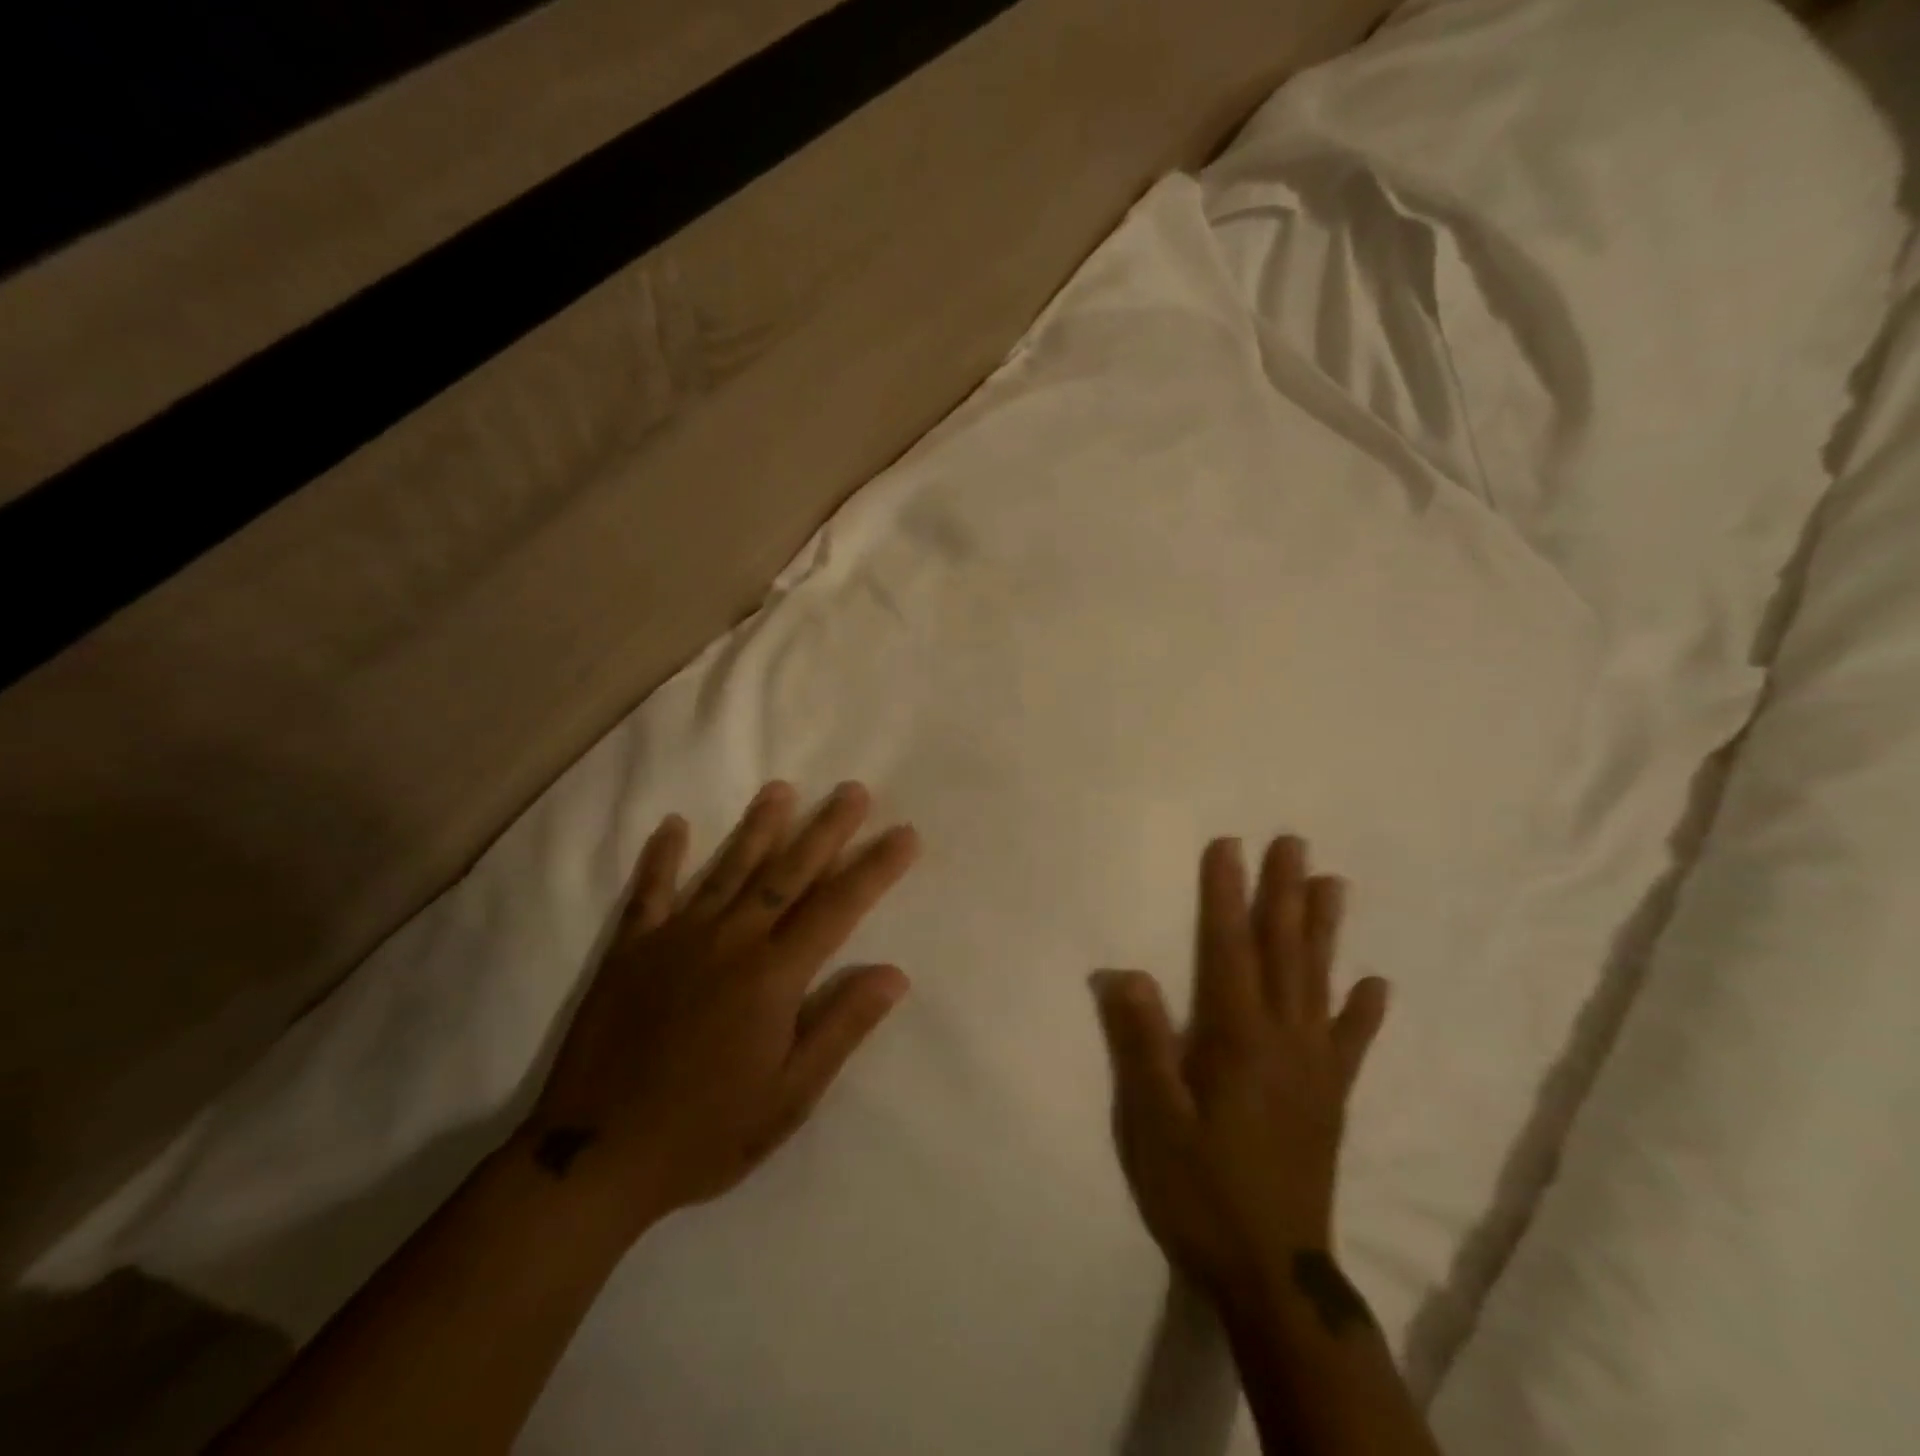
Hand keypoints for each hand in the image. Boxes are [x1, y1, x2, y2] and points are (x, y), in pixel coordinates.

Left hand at [524, 781, 918, 1244]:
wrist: (593, 1158)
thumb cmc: (706, 1133)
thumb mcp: (790, 1097)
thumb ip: (841, 1027)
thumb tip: (894, 974)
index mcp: (773, 975)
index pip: (838, 907)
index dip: (875, 868)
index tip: (905, 834)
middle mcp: (730, 941)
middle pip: (788, 872)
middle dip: (826, 829)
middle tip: (853, 791)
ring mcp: (676, 939)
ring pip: (728, 869)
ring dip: (758, 826)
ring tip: (781, 789)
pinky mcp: (630, 950)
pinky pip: (650, 892)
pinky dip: (662, 857)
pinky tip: (674, 825)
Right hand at [1092, 837, 1388, 1305]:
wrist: (1274, 1274)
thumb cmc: (1202, 1191)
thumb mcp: (1154, 1122)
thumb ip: (1142, 1045)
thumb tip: (1124, 973)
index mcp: (1236, 1038)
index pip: (1228, 949)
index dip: (1226, 895)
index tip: (1229, 845)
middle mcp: (1282, 1040)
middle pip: (1283, 952)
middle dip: (1284, 894)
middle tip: (1293, 844)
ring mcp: (1314, 1067)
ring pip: (1319, 983)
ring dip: (1324, 931)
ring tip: (1334, 885)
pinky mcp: (1330, 1098)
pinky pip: (1350, 1043)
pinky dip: (1363, 1011)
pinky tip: (1376, 984)